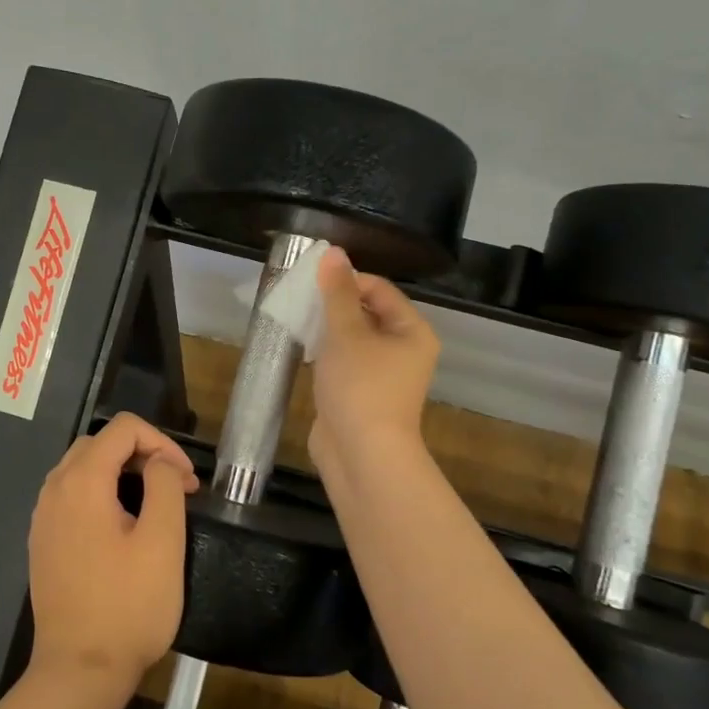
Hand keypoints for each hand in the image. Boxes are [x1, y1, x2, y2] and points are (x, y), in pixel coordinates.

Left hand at [26, 413, 198, 687]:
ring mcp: (43, 516)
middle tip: (176, 488)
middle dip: (143, 454)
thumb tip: (160, 461)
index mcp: (82, 481)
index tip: (188, 481)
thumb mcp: (162, 541)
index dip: (162, 443)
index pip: (124, 429)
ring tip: (154, 504)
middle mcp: (54, 489)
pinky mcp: (42, 541)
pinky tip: (123, 526)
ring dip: (122, 472)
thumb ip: (164, 485)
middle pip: (101, 443)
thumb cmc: (128, 606)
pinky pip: (72, 495)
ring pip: (84, 468)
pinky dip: (101, 493)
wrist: (79, 671)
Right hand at [310, 245, 439, 473]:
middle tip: (299, 298)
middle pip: (367, 312)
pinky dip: (325, 353)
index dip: (347, 280)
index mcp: (412, 331)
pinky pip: (343, 362)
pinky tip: (302, 349)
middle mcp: (404, 350)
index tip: (312, 281)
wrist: (362, 456)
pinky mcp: (361, 394)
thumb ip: (337, 292)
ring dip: (326, 328)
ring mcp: (383, 375)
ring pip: (352, 339)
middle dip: (333, 304)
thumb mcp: (346, 333)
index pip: (379, 289)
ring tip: (296, 319)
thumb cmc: (360, 387)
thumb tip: (333, 252)